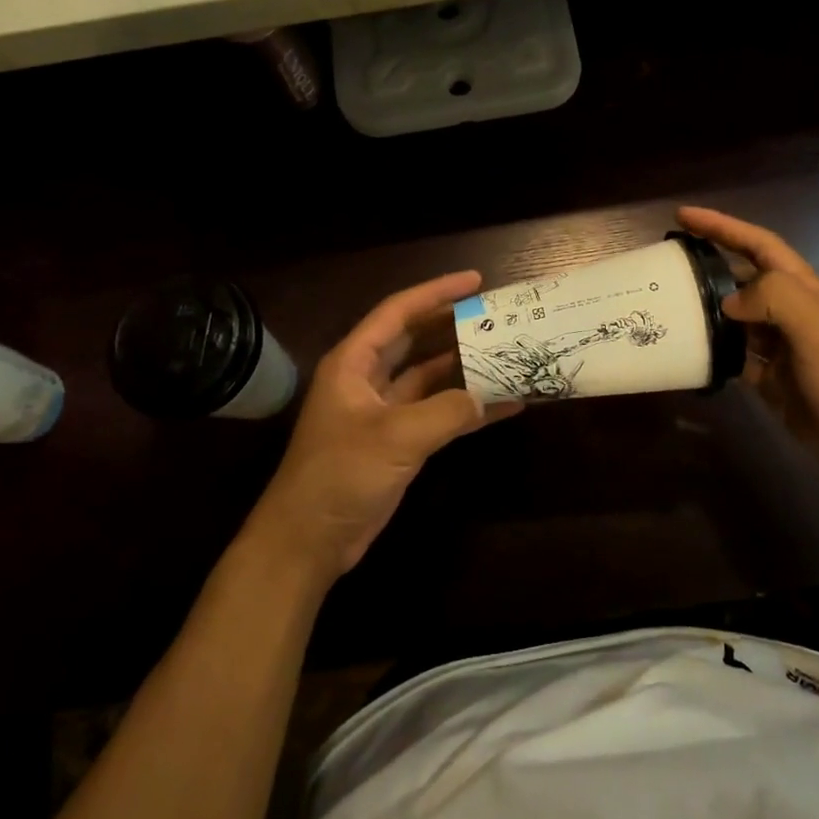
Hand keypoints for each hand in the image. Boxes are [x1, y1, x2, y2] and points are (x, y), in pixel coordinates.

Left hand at [248, 270, 521, 584]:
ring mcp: (384, 411)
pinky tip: (505, 406)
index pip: (398, 313)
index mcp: (354, 362)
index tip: (476, 280)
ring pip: (430, 376)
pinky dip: (467, 409)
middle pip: (416, 339)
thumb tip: (487, 398)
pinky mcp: (398, 440)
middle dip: (454, 325)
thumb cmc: (340, 474)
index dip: (436, 292)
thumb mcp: (395, 437)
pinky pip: (438, 412)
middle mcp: (368, 379)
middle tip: (496, 314)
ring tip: (507, 353)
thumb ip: (446, 411)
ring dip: (466, 367)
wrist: (310, 538)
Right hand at [677, 206, 818, 492]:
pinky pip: (734, 358)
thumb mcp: (818, 328)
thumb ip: (773, 299)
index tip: (682, 215)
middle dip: (707, 263)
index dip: (722, 226)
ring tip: (665, 305)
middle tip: (664, 263)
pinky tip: (687, 352)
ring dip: (704, 309)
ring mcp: (781, 349)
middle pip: (743, 277)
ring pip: (734, 318)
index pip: (758, 244)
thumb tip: (727, 303)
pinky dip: (712, 352)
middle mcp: (791, 313)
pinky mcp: (772, 381)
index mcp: (805, 290)